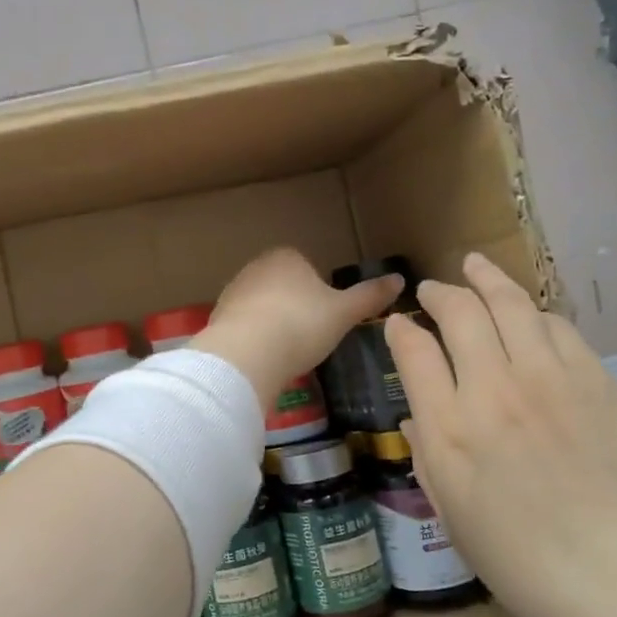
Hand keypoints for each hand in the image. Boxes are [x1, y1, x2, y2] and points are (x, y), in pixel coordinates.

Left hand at [196, 248, 402, 408]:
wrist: (247, 353)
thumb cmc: (301, 325)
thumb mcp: (344, 313)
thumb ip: (370, 296)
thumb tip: (400, 279)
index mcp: (286, 257)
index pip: (306, 265)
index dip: (319, 291)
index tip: (325, 317)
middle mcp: (255, 267)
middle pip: (282, 285)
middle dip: (294, 307)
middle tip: (308, 337)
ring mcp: (232, 292)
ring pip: (261, 306)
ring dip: (272, 324)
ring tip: (287, 352)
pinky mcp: (217, 319)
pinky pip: (243, 327)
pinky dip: (254, 340)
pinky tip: (264, 360)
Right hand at [385, 253, 616, 616]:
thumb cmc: (521, 559)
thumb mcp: (451, 513)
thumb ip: (428, 454)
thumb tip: (417, 413)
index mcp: (450, 429)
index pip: (413, 351)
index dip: (400, 329)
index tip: (397, 324)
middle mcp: (494, 389)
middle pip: (460, 312)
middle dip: (440, 293)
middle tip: (432, 290)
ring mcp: (549, 378)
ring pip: (512, 304)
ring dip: (487, 280)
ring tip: (475, 267)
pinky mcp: (596, 379)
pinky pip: (557, 326)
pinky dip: (533, 311)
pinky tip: (528, 312)